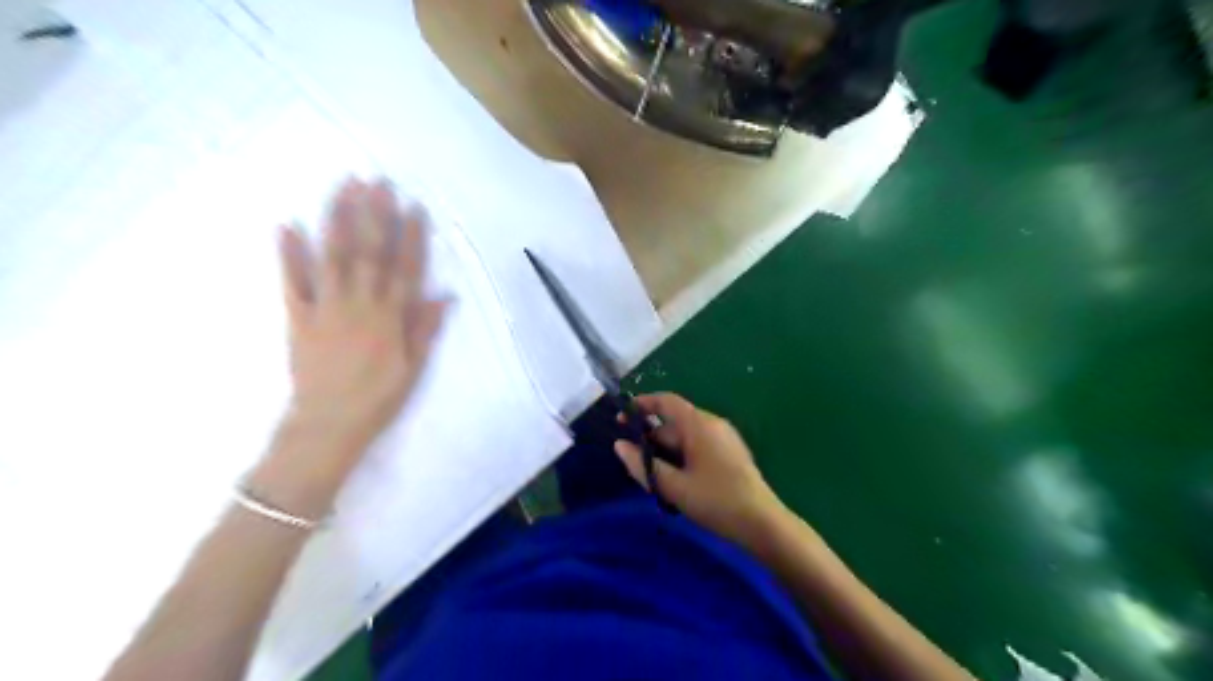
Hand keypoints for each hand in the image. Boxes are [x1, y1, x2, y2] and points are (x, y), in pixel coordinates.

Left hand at [277, 176, 445, 462]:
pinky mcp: (298, 318)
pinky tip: (287, 225)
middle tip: (374, 181)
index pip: (404, 269)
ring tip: (341, 188)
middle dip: (373, 215)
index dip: (410, 236)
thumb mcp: (414, 368)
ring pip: (333, 257)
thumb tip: (444, 294)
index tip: (412, 206)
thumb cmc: (379, 398)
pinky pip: (292, 283)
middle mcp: (359, 305)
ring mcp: (326, 309)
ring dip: (337, 220)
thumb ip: (425, 328)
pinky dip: (289, 254)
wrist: (328, 425)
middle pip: (368, 254)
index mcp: (390, 318)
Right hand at [617, 394, 786, 548]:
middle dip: (651, 438)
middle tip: (635, 463)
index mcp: (699, 424)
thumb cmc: (715, 501)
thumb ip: (643, 465)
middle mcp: (712, 423)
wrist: (762, 523)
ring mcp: (724, 437)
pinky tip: (677, 480)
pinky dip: (682, 455)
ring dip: (666, 450)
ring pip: (686, 435)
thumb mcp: (673, 486)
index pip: (666, 401)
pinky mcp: (731, 451)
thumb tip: (619, 445)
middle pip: (674, 422)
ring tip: (654, 477)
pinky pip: (699, 444)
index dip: (641, 405)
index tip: (621, 419)